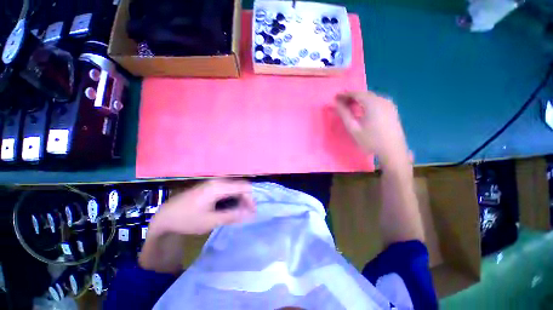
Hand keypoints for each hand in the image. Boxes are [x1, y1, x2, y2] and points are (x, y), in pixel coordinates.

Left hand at [149, 179, 255, 236]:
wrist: (165, 216)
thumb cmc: (187, 219)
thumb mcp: (211, 221)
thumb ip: (232, 216)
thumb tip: (250, 214)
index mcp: (219, 186)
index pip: (244, 187)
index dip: (251, 199)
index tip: (252, 212)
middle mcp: (218, 181)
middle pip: (240, 185)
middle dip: (246, 199)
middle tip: (247, 213)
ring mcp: (214, 182)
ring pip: (235, 187)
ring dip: (240, 198)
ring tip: (240, 211)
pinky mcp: (211, 186)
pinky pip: (228, 188)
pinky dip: (233, 197)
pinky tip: (231, 207)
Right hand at [335, 91, 409, 167]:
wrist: (392, 150)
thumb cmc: (370, 140)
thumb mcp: (353, 128)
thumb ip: (344, 114)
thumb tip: (335, 104)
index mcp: (373, 103)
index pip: (356, 94)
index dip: (345, 94)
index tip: (335, 97)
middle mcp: (382, 100)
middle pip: (364, 94)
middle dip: (351, 97)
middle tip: (341, 102)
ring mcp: (389, 104)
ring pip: (371, 97)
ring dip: (359, 100)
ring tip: (349, 106)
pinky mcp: (392, 109)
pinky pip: (377, 101)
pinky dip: (367, 103)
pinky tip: (362, 109)